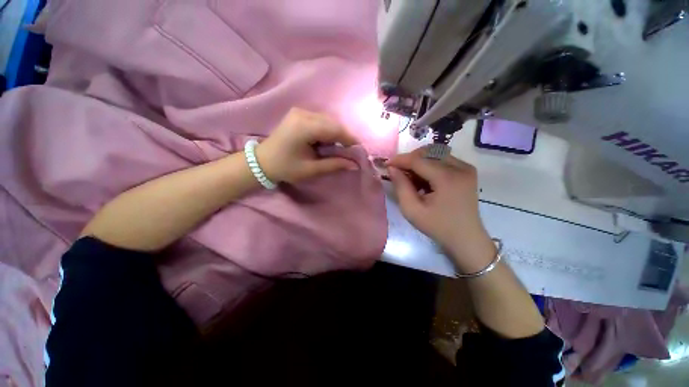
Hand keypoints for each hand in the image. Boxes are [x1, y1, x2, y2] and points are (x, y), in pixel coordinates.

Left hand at [256, 108, 359, 183]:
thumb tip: (354, 164)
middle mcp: (302, 114)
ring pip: (327, 120)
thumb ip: (334, 165)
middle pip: (332, 122)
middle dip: (343, 136)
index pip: (334, 129)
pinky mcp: (298, 114)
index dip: (349, 139)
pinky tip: (327, 141)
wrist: (262, 161)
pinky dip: (328, 130)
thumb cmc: (286, 168)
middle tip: (350, 150)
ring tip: (340, 147)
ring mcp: (299, 112)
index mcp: (304, 127)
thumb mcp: (311, 169)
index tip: (358, 149)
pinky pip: (320, 119)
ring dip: (336, 133)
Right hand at [386, 147, 495, 272]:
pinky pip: (443, 159)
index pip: (419, 160)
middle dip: (410, 159)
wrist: (466, 238)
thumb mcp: (412, 210)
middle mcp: (460, 167)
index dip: (400, 160)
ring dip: (419, 161)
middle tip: (398, 171)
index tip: (386, 164)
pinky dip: (429, 165)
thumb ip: (400, 186)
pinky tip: (423, 179)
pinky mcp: (467, 171)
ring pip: (436, 154)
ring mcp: (466, 168)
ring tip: (410, 177)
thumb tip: (392, 168)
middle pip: (428, 152)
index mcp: (448, 178)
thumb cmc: (437, 227)